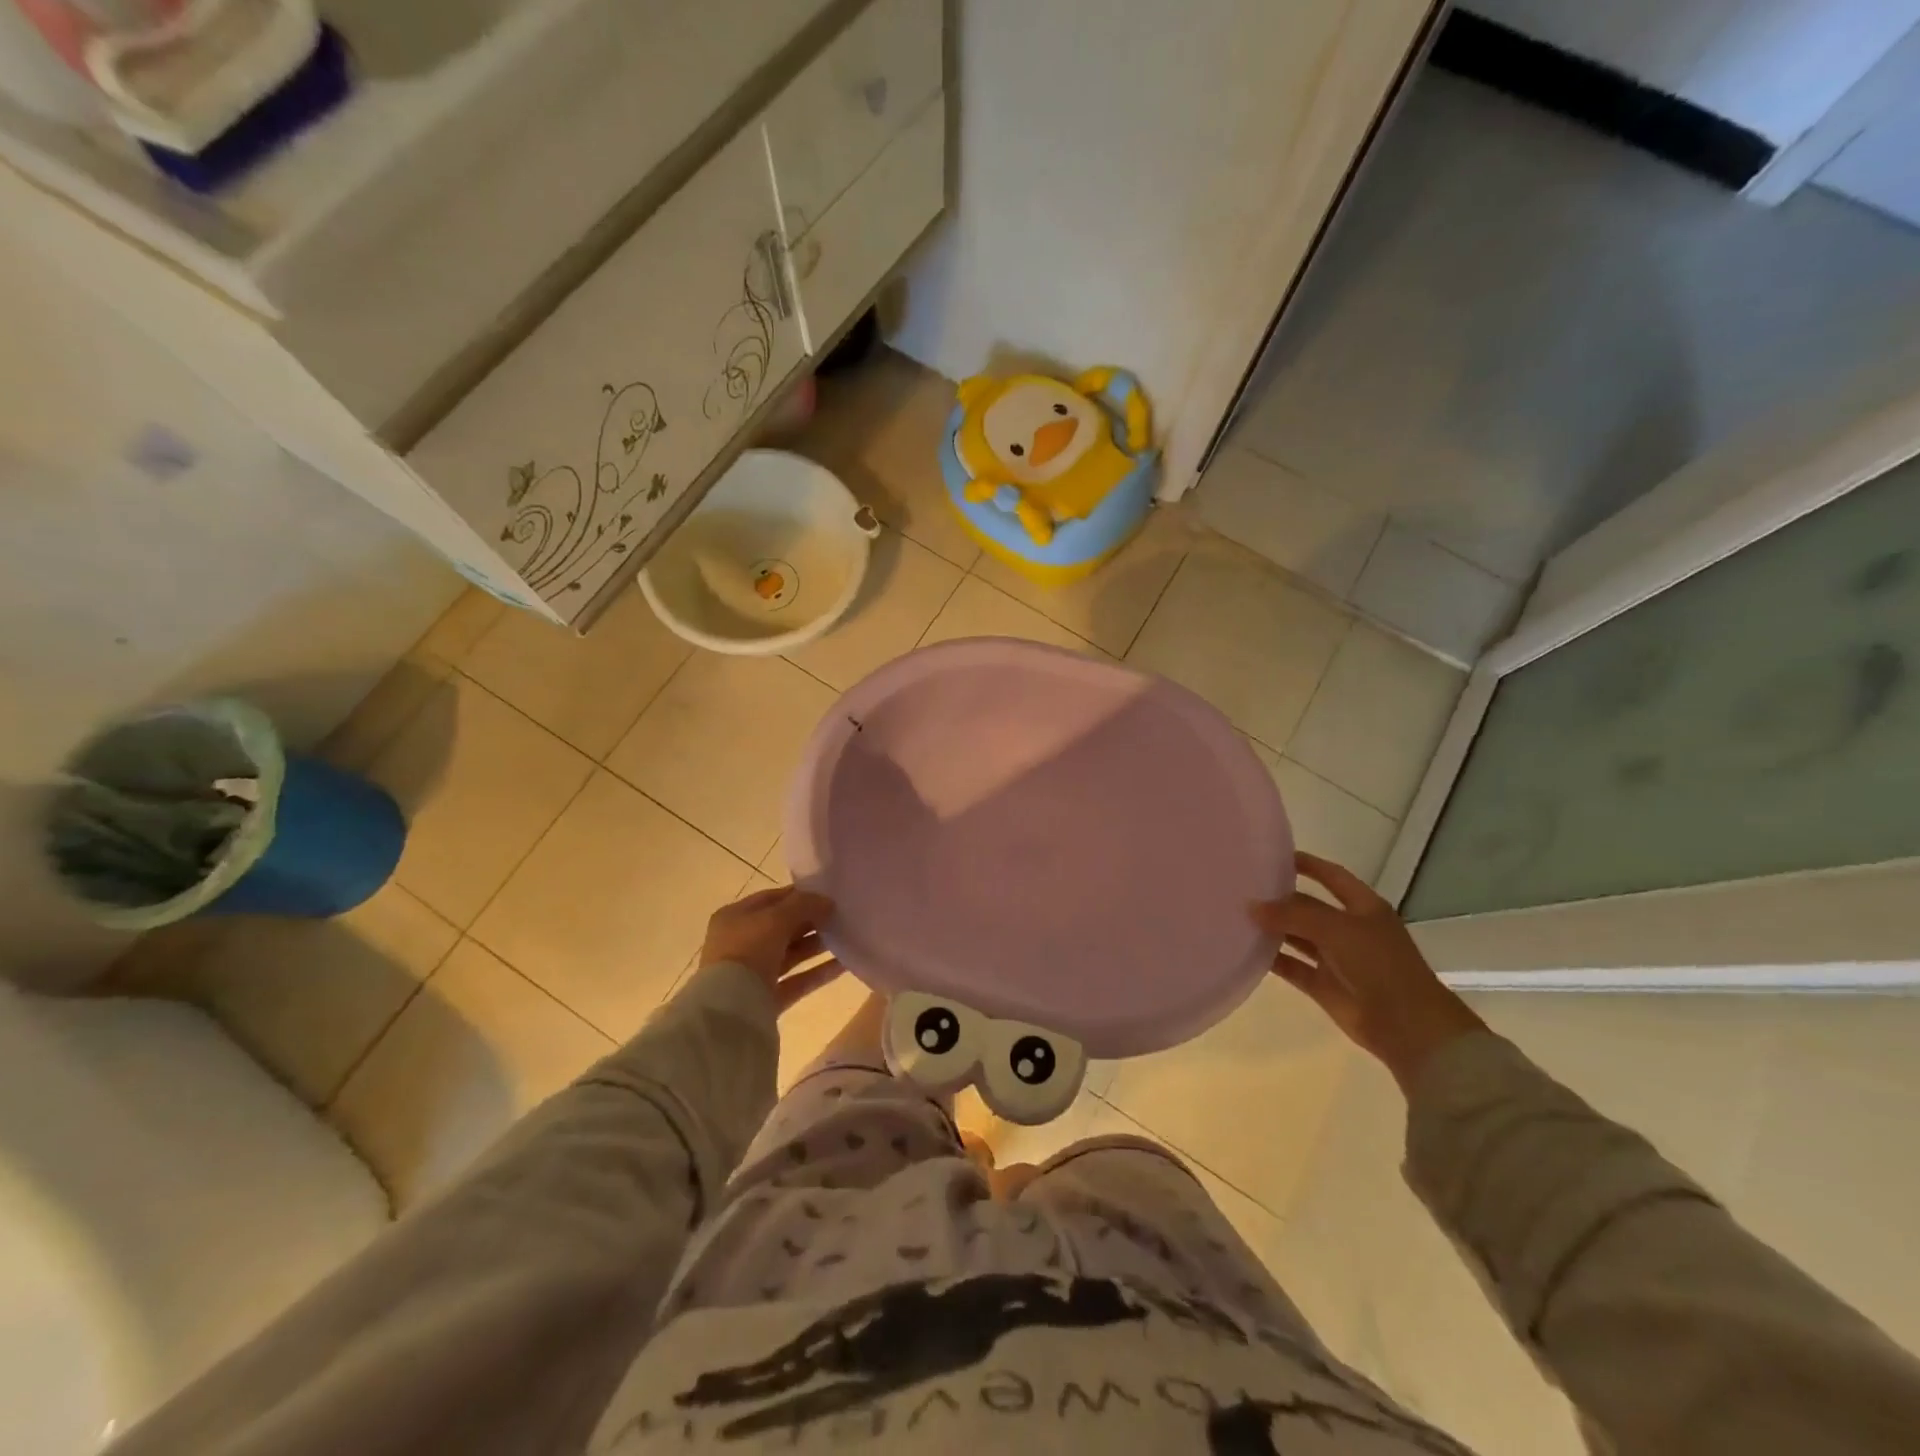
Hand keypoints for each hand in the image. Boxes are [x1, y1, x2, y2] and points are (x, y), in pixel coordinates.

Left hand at [700, 884, 843, 1012]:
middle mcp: (741, 943)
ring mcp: (754, 973)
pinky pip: (798, 980)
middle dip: (811, 921)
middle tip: (842, 916)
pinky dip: (819, 972)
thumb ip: (804, 905)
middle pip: (782, 927)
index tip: (829, 894)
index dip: (800, 895)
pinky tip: (845, 964)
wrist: (730, 1010)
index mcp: (735, 917)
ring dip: (818, 945)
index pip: (772, 899)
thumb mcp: (776, 919)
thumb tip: (827, 901)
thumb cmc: (748, 951)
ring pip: (792, 954)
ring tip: (848, 937)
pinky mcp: (767, 998)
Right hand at [1253, 852, 1485, 1094]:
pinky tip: (1245, 950)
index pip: (1331, 876)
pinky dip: (1272, 959)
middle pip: (1308, 907)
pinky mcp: (1323, 985)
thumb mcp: (1337, 929)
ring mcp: (1336, 958)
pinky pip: (1292, 966)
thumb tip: (1251, 906)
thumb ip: (1293, 914)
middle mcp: (1348, 929)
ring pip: (1297, 936)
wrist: (1407, 1026)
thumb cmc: (1379, 965)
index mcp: (1363, 907)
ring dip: (1273, 929)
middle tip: (1242, 889)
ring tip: (1237, 916)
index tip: (1273, 856)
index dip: (1307, 864)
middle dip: (1280, 899)